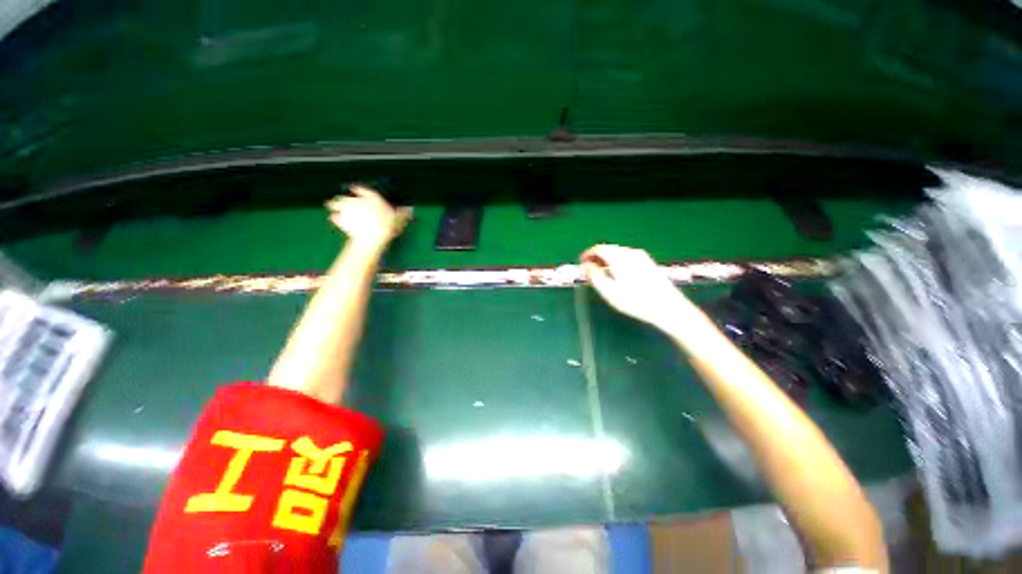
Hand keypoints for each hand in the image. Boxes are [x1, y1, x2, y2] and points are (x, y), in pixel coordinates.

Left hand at [326, 185, 412, 247]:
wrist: (372, 238)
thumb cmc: (387, 227)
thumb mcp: (399, 220)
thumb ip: (403, 213)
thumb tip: (410, 209)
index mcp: (372, 198)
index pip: (364, 190)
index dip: (360, 189)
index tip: (355, 187)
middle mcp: (358, 201)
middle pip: (348, 196)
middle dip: (345, 198)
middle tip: (343, 199)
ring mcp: (347, 210)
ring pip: (337, 204)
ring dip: (336, 205)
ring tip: (333, 205)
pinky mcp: (341, 221)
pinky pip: (335, 218)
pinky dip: (335, 218)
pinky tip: (334, 218)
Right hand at [581, 245, 694, 330]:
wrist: (667, 307)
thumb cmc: (636, 301)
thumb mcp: (609, 291)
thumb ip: (594, 276)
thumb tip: (586, 265)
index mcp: (619, 257)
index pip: (599, 248)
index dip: (588, 254)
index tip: (582, 263)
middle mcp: (631, 252)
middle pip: (609, 249)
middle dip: (597, 257)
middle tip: (589, 270)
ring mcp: (641, 257)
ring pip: (618, 253)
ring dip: (607, 260)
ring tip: (602, 274)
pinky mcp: (648, 263)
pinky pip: (627, 258)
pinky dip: (617, 262)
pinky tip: (617, 275)